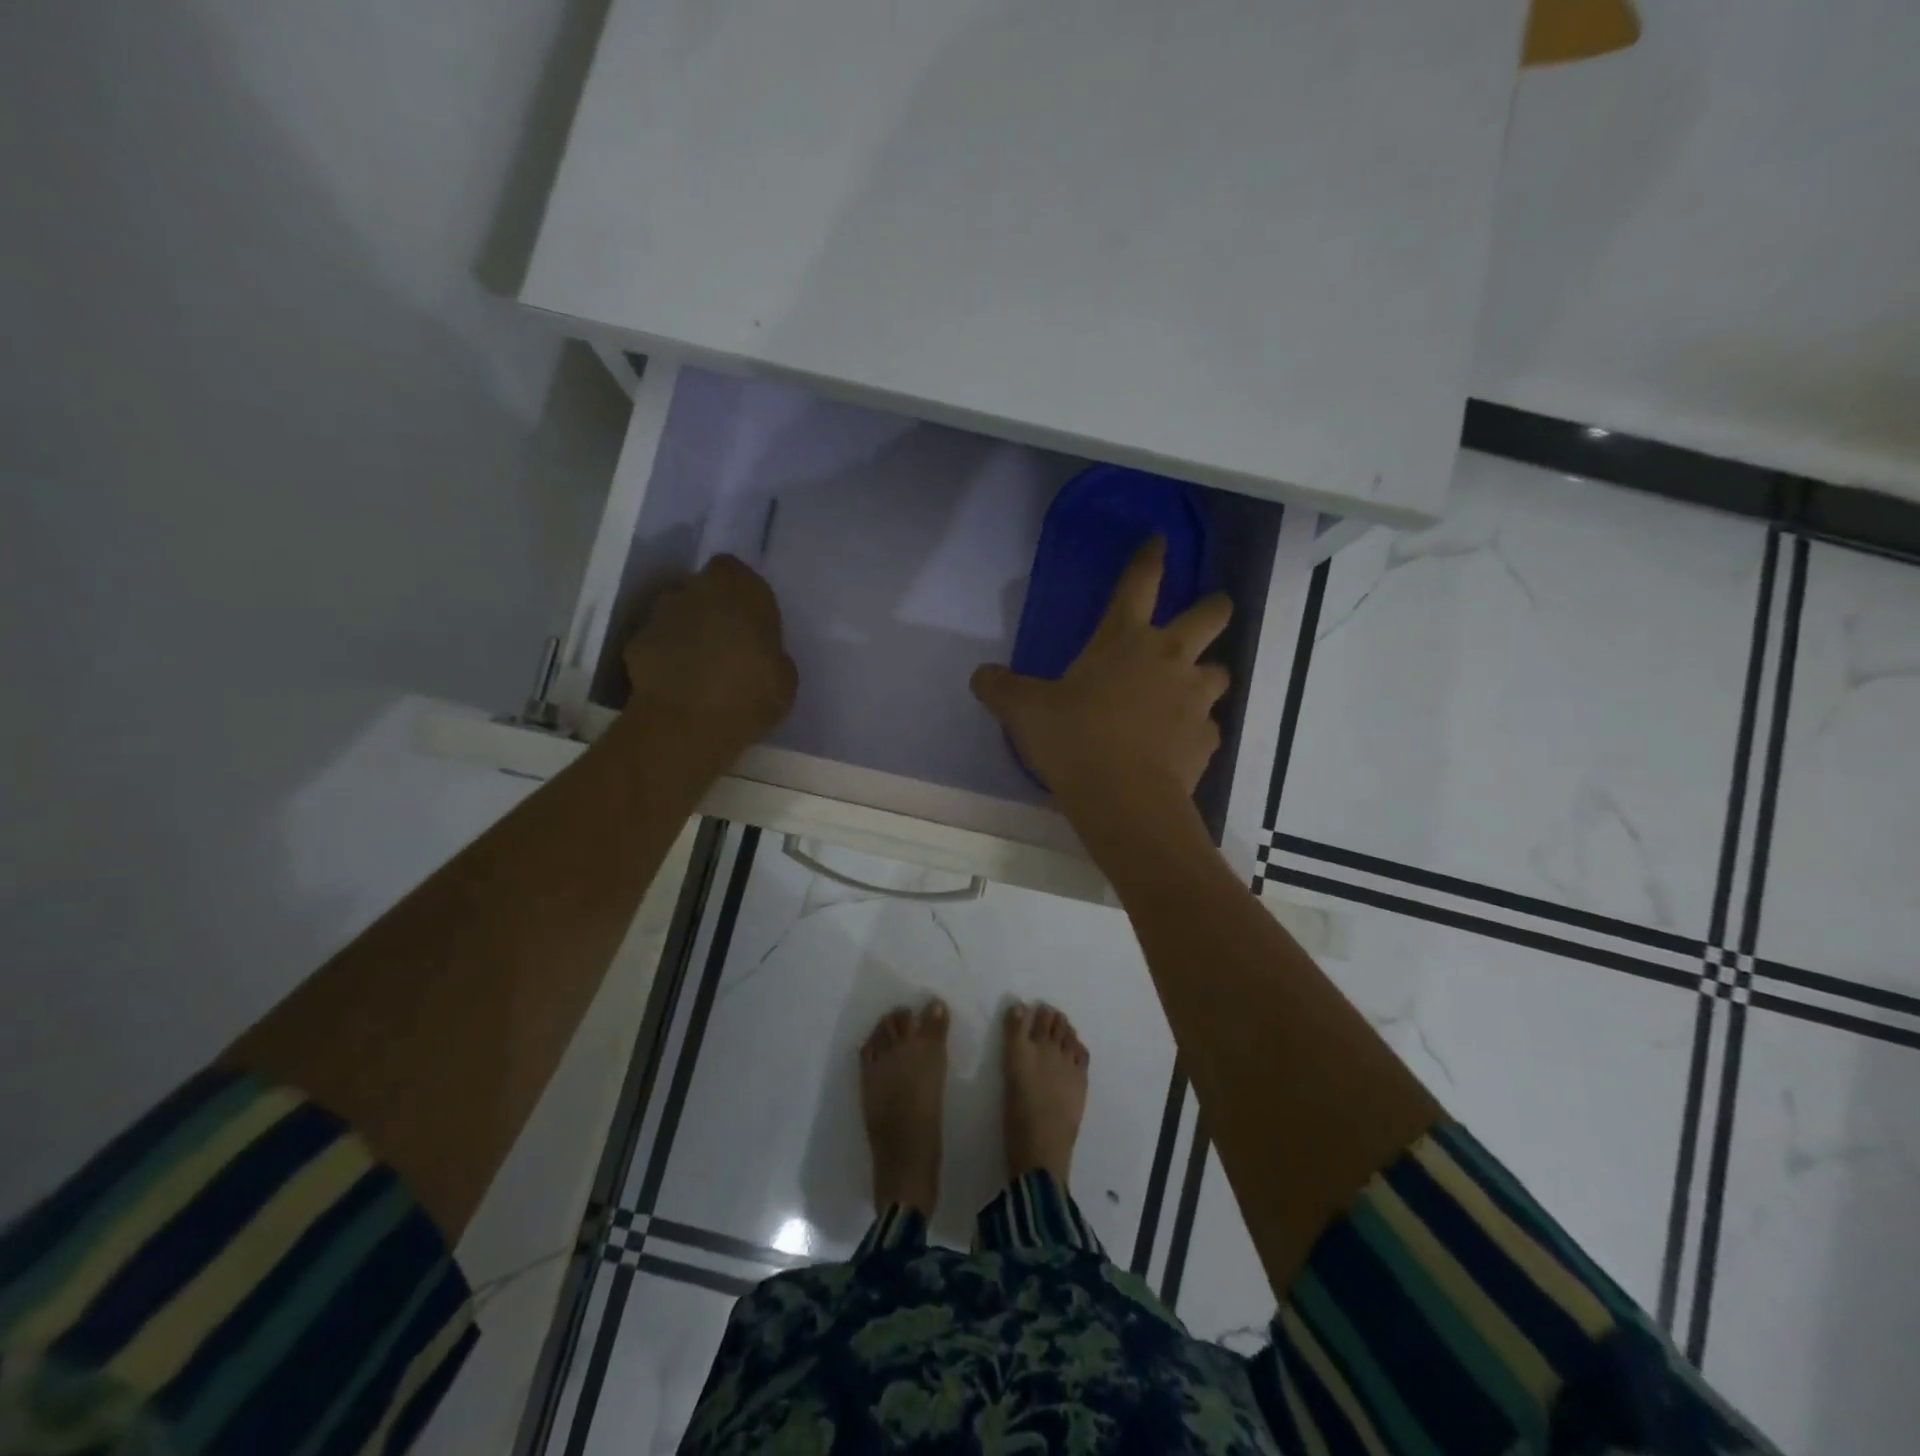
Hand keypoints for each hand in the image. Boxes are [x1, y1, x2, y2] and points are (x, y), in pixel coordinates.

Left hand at [623, 555, 797, 750]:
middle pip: (704, 589)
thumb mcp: (785, 678)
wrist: (686, 724)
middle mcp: (698, 588)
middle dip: (712, 609)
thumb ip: (771, 653)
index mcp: (743, 589)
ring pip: (678, 612)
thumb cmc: (751, 696)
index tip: (749, 622)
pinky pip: (657, 642)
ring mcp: (662, 613)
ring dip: (687, 630)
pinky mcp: (636, 640)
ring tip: (700, 666)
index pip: (736, 572)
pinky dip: (665, 656)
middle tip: (726, 643)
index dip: (741, 594)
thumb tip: (761, 655)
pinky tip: (677, 684)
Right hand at [971, 537, 1230, 809]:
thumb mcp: (1024, 711)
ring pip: (1219, 672)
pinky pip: (1208, 725)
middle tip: (1211, 610)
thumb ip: (1000, 688)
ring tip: (1188, 689)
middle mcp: (1168, 659)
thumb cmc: (1075, 740)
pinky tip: (1177, 743)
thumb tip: (981, 676)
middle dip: (1214, 607)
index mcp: (1124, 640)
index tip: (1160, 540)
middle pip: (1211, 616)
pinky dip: (1195, 728)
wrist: (1124, 799)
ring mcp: (1194, 699)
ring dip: (1206, 674)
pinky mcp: (1206, 740)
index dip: (1150, 557)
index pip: (1140, 583)